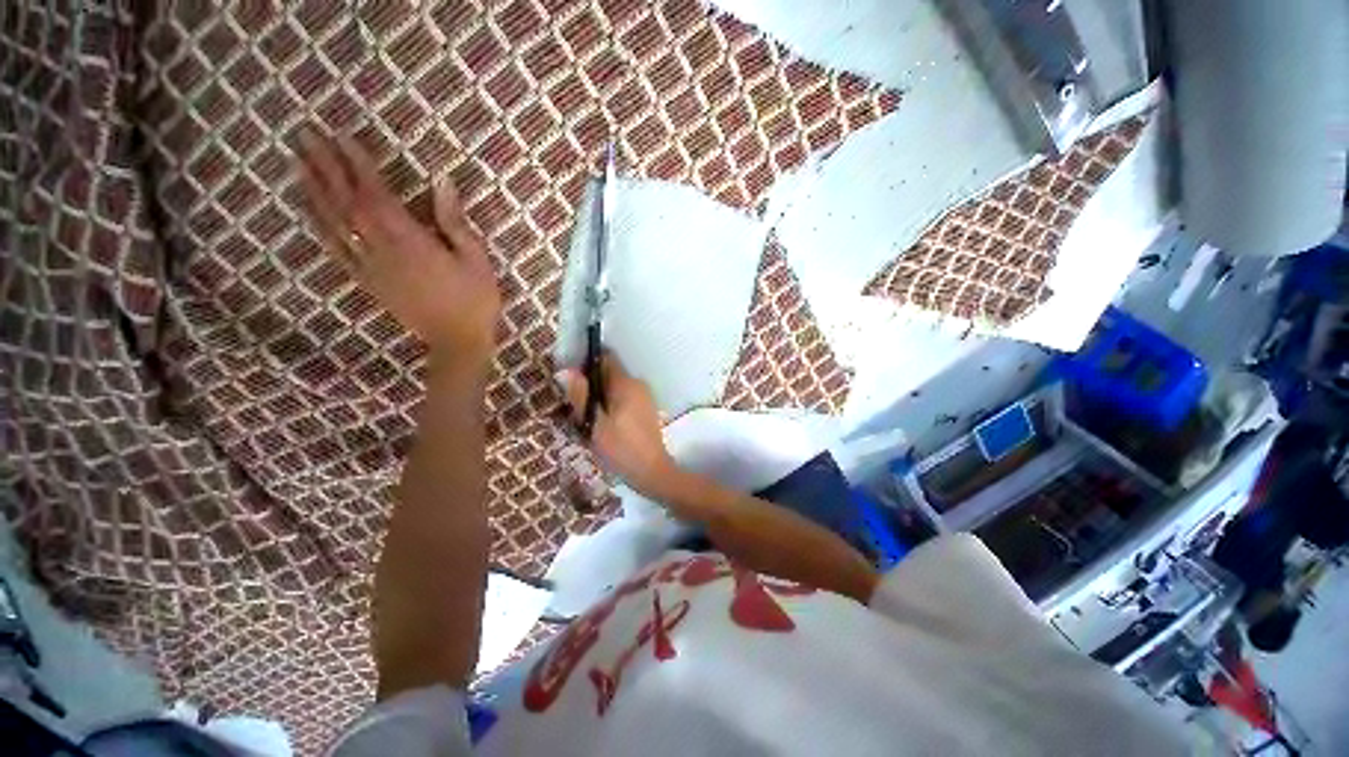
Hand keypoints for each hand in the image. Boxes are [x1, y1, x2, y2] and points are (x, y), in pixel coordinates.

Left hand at [296, 130, 500, 367]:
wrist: (458, 340)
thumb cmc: (475, 299)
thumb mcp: (477, 259)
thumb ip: (456, 221)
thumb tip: (441, 181)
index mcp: (412, 242)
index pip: (376, 195)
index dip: (358, 164)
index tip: (341, 135)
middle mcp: (383, 250)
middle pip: (347, 203)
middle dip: (326, 167)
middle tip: (306, 135)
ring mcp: (370, 267)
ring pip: (334, 223)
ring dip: (314, 190)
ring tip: (298, 162)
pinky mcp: (367, 282)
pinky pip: (336, 250)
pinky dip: (319, 226)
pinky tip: (310, 209)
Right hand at [559, 354, 680, 497]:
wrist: (652, 471)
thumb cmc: (621, 448)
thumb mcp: (594, 424)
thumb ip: (581, 396)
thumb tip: (567, 370)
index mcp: (626, 384)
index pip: (606, 358)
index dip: (587, 364)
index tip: (572, 379)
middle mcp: (637, 384)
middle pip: (609, 373)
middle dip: (591, 384)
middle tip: (575, 406)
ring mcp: (644, 396)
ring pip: (615, 387)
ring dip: (600, 397)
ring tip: (587, 419)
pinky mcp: (646, 409)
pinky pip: (624, 398)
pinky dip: (611, 405)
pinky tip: (603, 425)